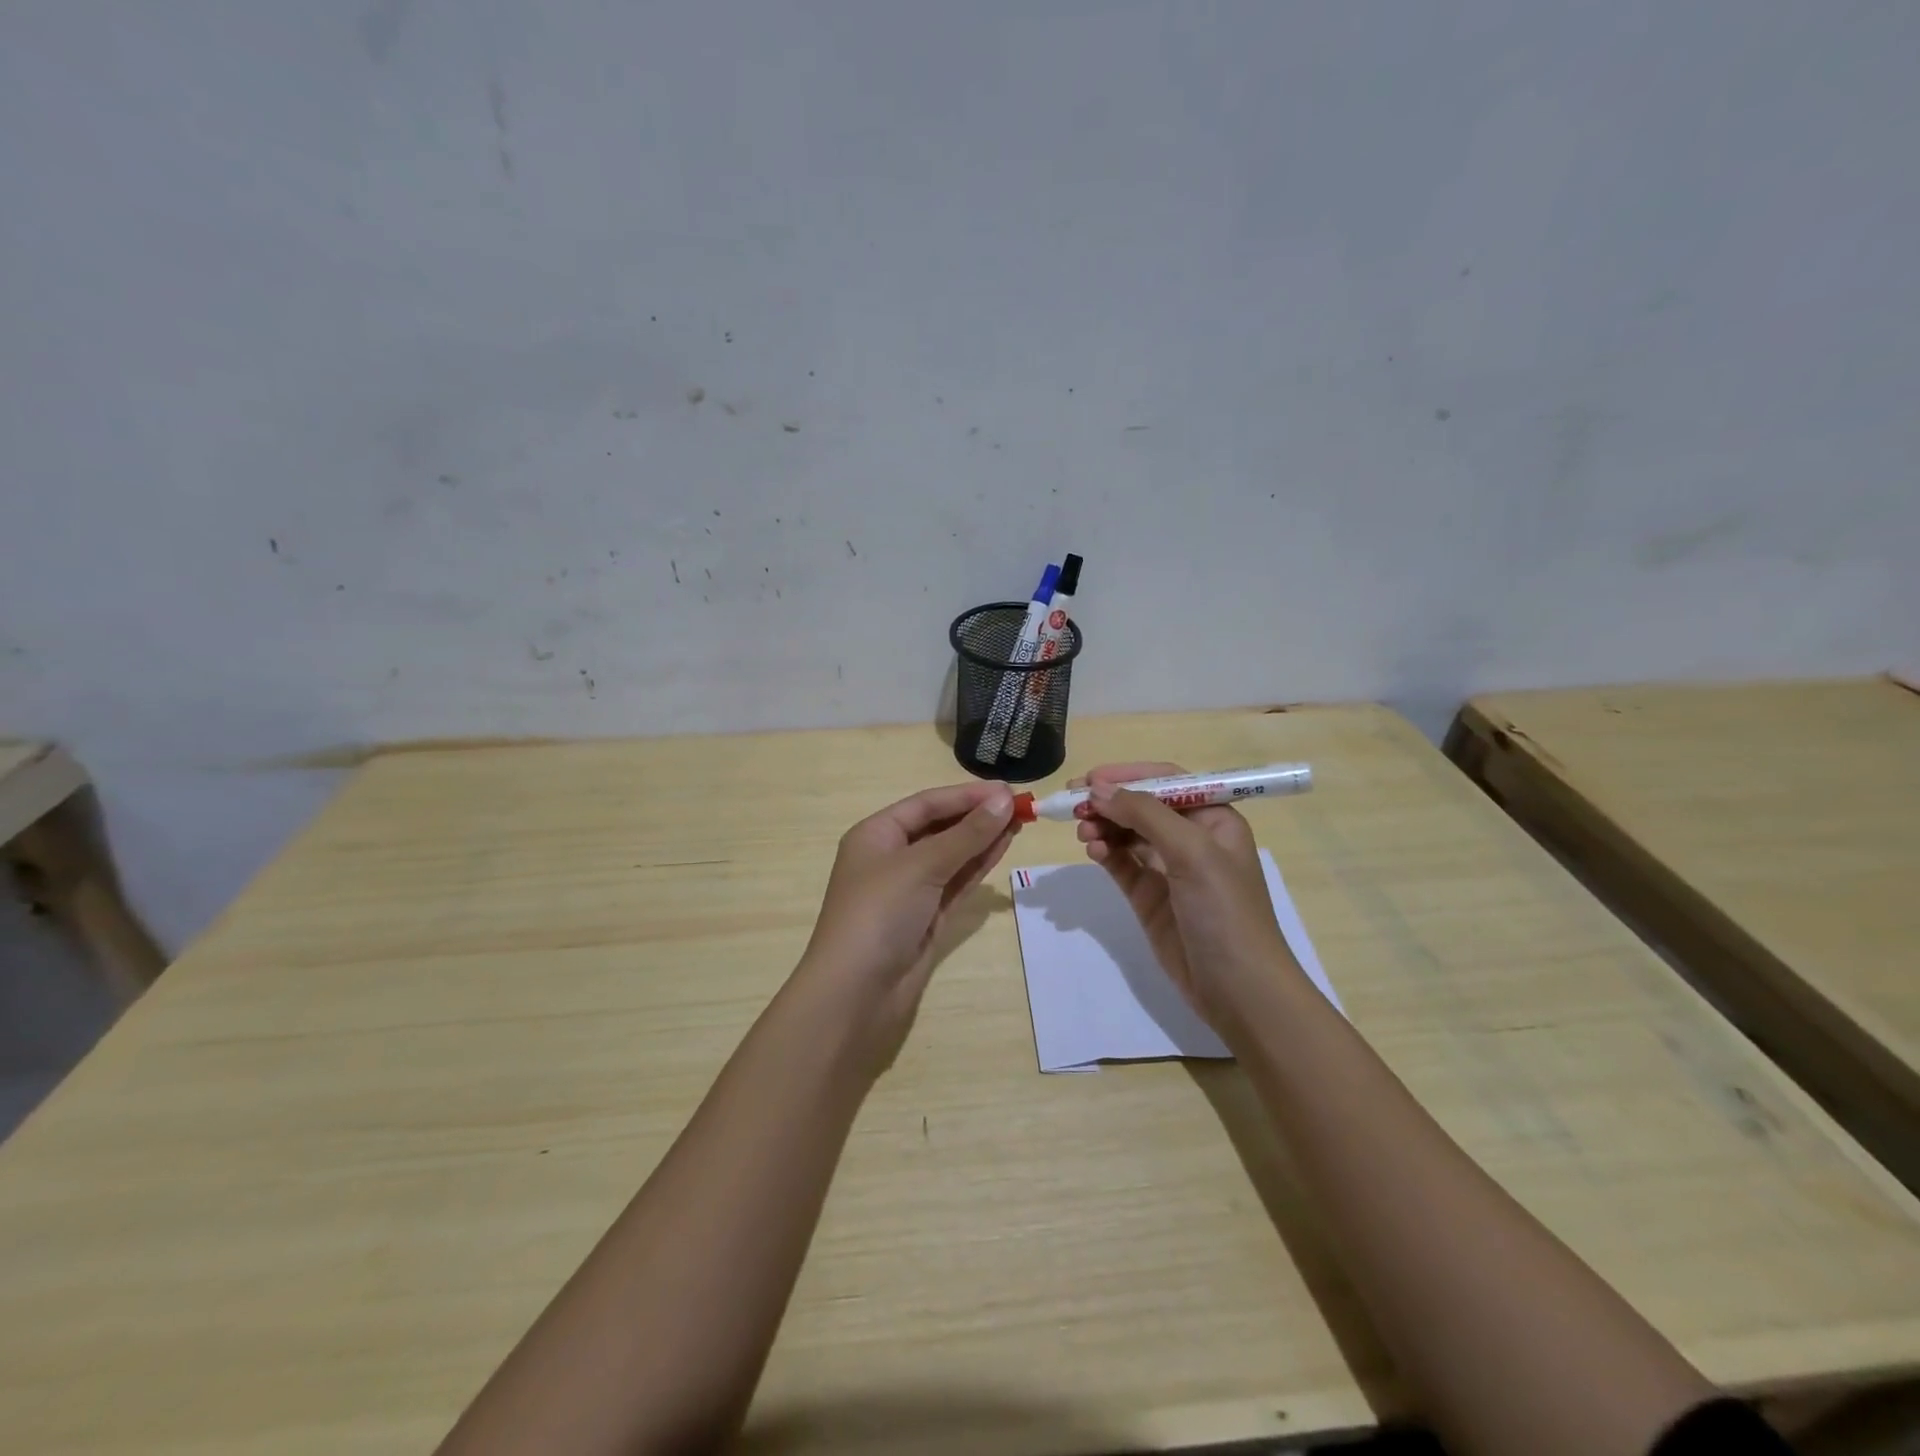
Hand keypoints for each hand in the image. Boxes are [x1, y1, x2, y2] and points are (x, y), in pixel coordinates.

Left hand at [796, 780, 1019, 1064]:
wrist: (856, 993)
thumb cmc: (879, 914)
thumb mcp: (921, 866)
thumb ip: (966, 834)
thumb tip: (1004, 800)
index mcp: (876, 835)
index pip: (927, 804)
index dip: (967, 795)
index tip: (1007, 789)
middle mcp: (891, 857)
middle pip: (940, 827)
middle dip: (977, 816)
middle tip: (1020, 806)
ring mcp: (910, 889)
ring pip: (952, 855)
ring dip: (983, 838)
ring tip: (1020, 821)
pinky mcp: (926, 917)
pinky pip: (956, 882)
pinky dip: (978, 865)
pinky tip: (1003, 848)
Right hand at [1073, 762, 1298, 1033]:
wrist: (1239, 990)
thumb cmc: (1225, 911)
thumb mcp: (1192, 852)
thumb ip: (1145, 815)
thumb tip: (1098, 789)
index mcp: (1214, 820)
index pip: (1167, 782)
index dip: (1129, 775)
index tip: (1090, 779)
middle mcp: (1192, 839)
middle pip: (1142, 806)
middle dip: (1110, 802)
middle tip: (1073, 805)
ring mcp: (1169, 870)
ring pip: (1128, 834)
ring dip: (1104, 827)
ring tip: (1083, 832)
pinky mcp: (1150, 897)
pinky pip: (1122, 864)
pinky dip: (1105, 853)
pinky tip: (1092, 851)